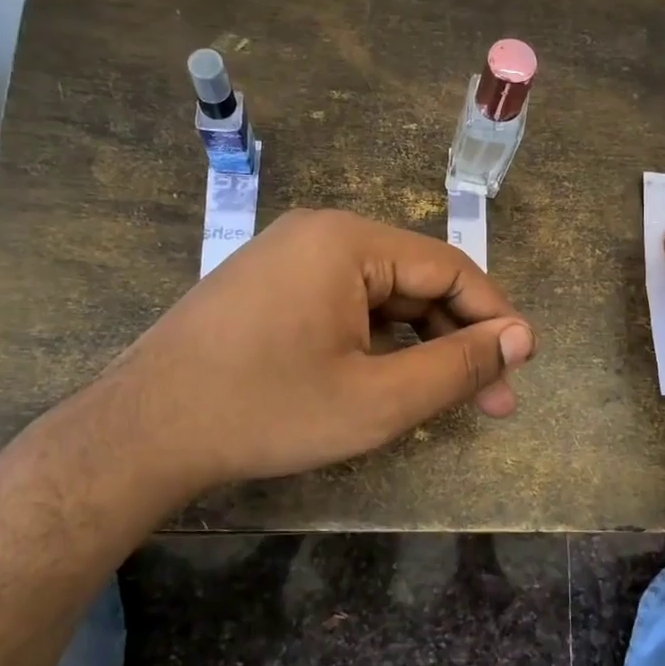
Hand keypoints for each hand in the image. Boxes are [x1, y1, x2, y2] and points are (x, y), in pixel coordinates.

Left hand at [94, 209, 534, 500]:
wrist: (143, 432)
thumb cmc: (267, 412)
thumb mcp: (377, 400)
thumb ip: (457, 367)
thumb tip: (520, 339)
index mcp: (348, 241)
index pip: (449, 268)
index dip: (494, 317)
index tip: (522, 365)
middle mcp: (319, 233)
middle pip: (415, 280)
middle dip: (457, 340)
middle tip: (492, 400)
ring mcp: (287, 257)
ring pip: (380, 296)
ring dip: (419, 344)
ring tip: (446, 397)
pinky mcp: (269, 286)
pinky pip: (343, 304)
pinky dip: (376, 341)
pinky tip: (389, 380)